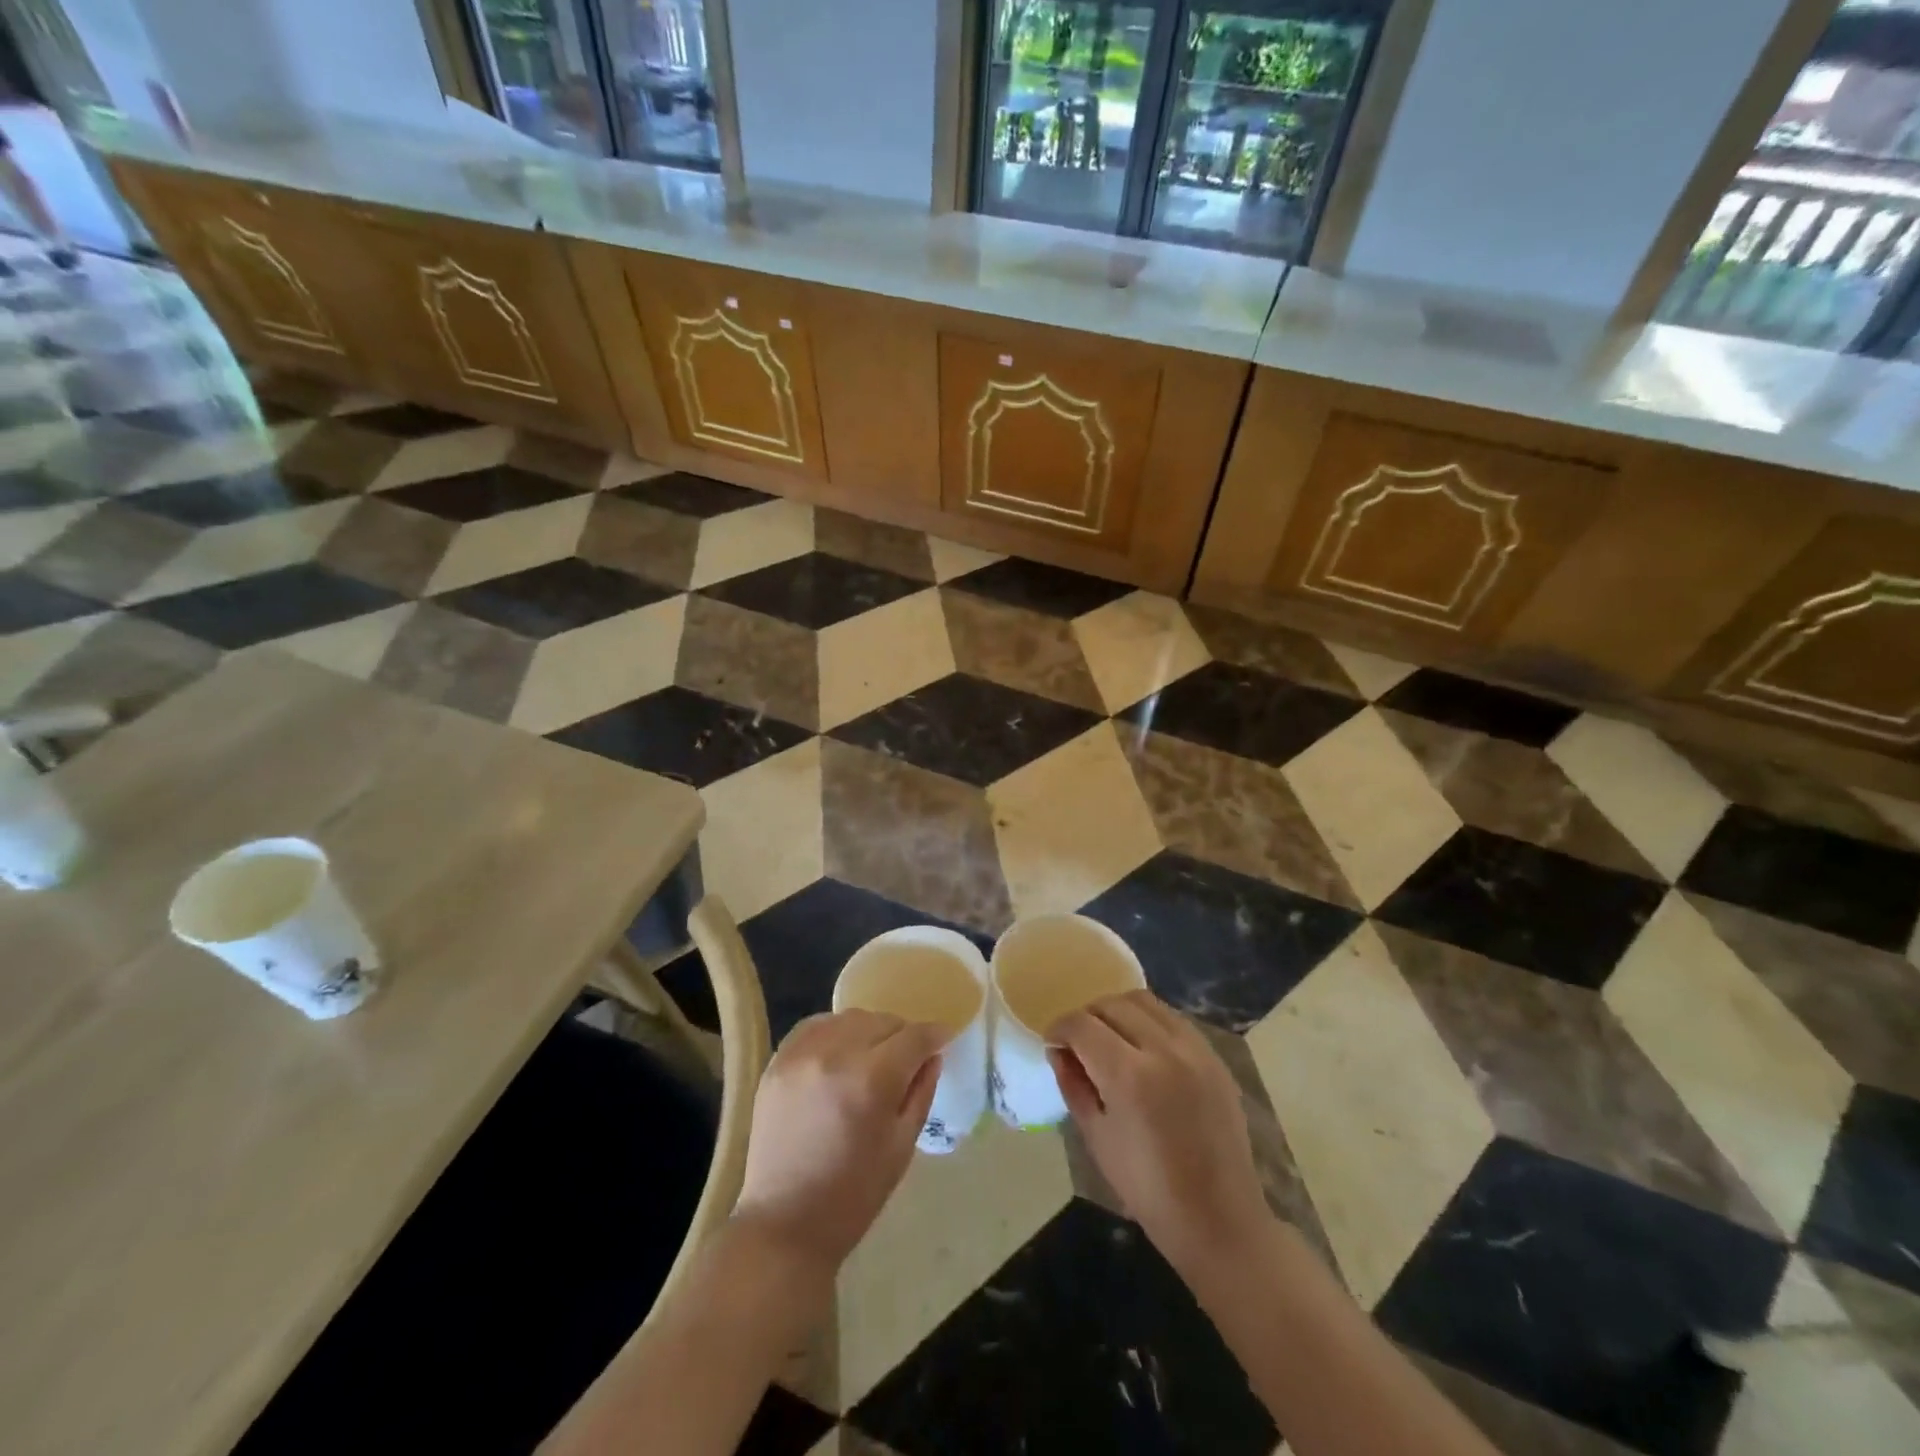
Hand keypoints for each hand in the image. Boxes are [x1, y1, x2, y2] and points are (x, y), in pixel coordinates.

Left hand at [733, 1009, 944, 1271]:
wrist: (784, 1224)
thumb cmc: (853, 1195)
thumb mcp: (902, 1146)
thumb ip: (921, 1091)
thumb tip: (933, 1055)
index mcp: (871, 1080)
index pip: (913, 1037)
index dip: (935, 1034)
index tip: (944, 1038)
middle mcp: (835, 1054)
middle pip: (882, 1021)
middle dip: (903, 1035)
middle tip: (908, 1057)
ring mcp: (801, 1054)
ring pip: (849, 1018)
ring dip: (869, 1031)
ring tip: (873, 1056)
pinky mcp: (777, 1060)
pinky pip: (815, 1026)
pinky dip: (835, 1032)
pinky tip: (840, 1054)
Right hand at [1049, 990, 1267, 1268]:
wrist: (1219, 1219)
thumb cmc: (1148, 1189)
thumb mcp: (1096, 1137)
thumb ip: (1073, 1085)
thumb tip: (1058, 1050)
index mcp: (1129, 1075)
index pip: (1082, 1025)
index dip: (1060, 1028)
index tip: (1053, 1043)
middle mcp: (1163, 1049)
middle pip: (1112, 1004)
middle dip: (1087, 1017)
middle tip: (1079, 1042)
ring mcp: (1194, 1049)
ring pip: (1144, 1001)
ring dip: (1118, 1011)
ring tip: (1110, 1038)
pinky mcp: (1214, 1055)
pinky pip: (1172, 1018)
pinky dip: (1149, 1020)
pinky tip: (1142, 1047)